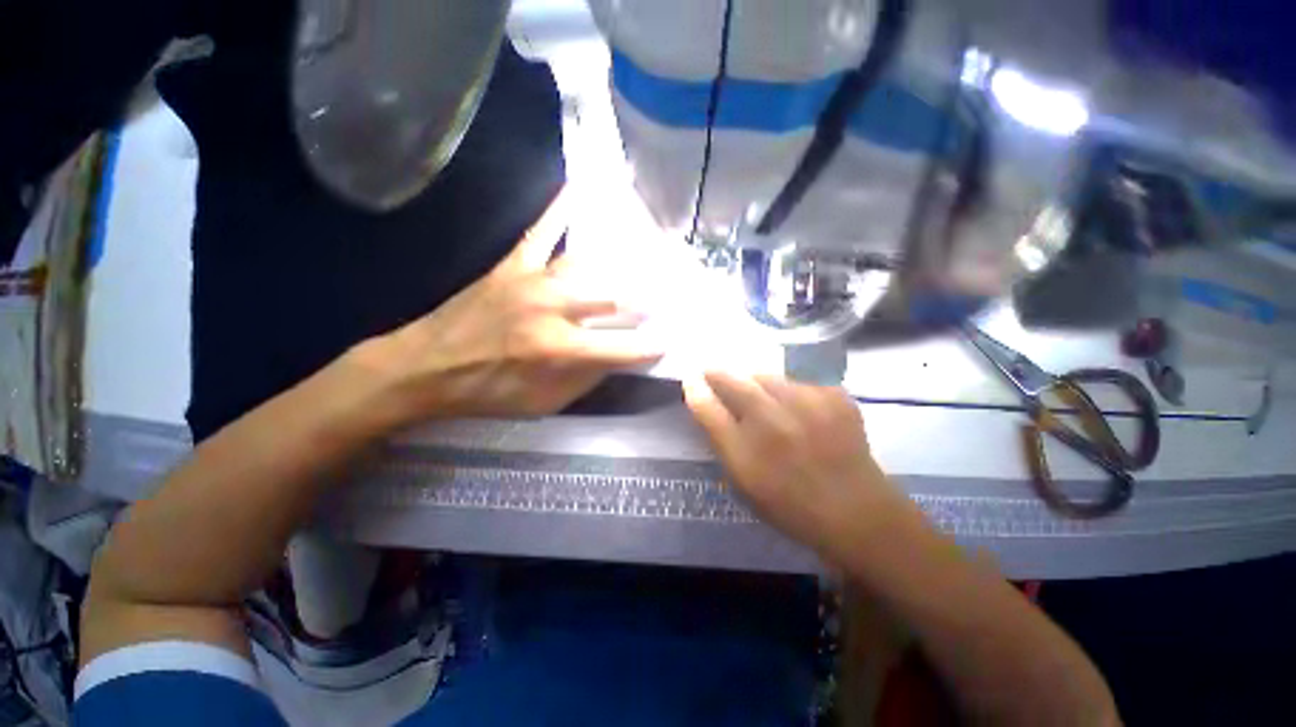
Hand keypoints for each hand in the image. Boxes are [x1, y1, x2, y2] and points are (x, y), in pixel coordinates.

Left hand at [360, 188, 662, 422]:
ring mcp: (532, 281)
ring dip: (620, 264)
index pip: (622, 347)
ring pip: (587, 266)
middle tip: (668, 296)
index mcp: (559, 350)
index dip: (651, 346)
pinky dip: (559, 210)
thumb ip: (586, 378)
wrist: (426, 368)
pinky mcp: (513, 266)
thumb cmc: (490, 392)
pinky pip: (541, 232)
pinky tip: (578, 188)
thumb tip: (618, 357)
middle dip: (646, 300)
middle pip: (613, 299)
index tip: (671, 340)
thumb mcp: (545, 402)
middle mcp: (552, 310)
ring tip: (646, 256)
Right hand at [684, 372, 908, 561]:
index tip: (691, 378)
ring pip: (765, 375)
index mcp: (745, 452)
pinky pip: (797, 380)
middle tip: (716, 375)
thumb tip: (701, 399)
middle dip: (719, 374)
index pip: (707, 406)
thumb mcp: (742, 481)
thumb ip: (719, 439)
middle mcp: (773, 422)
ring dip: (755, 382)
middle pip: (733, 380)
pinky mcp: (834, 395)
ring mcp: (807, 404)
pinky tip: (797, 407)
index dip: (695, 388)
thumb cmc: (789, 504)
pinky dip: (789, 389)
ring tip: (761, 396)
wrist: (856, 512)